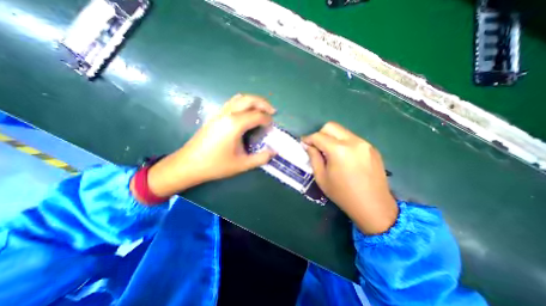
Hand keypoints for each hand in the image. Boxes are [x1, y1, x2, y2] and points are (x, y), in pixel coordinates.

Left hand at [143, 94, 277, 198]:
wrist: (189, 164)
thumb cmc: (215, 165)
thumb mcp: (242, 165)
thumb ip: (260, 158)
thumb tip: (273, 152)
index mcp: (235, 124)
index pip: (257, 115)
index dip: (267, 120)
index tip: (272, 127)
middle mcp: (228, 114)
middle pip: (249, 99)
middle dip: (263, 103)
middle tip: (272, 111)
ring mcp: (220, 113)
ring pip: (239, 98)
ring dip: (253, 101)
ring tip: (261, 110)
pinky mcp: (215, 116)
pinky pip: (232, 103)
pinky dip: (243, 103)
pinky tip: (246, 114)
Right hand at [301, 120, 399, 234]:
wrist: (374, 206)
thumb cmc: (343, 194)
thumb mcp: (321, 177)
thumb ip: (313, 157)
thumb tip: (308, 146)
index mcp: (339, 150)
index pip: (318, 136)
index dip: (308, 139)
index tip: (304, 143)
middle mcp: (353, 142)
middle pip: (331, 126)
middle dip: (320, 134)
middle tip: (316, 146)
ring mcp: (365, 143)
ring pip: (342, 131)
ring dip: (332, 138)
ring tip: (330, 152)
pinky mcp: (372, 148)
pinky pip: (352, 139)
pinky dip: (343, 143)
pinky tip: (344, 157)